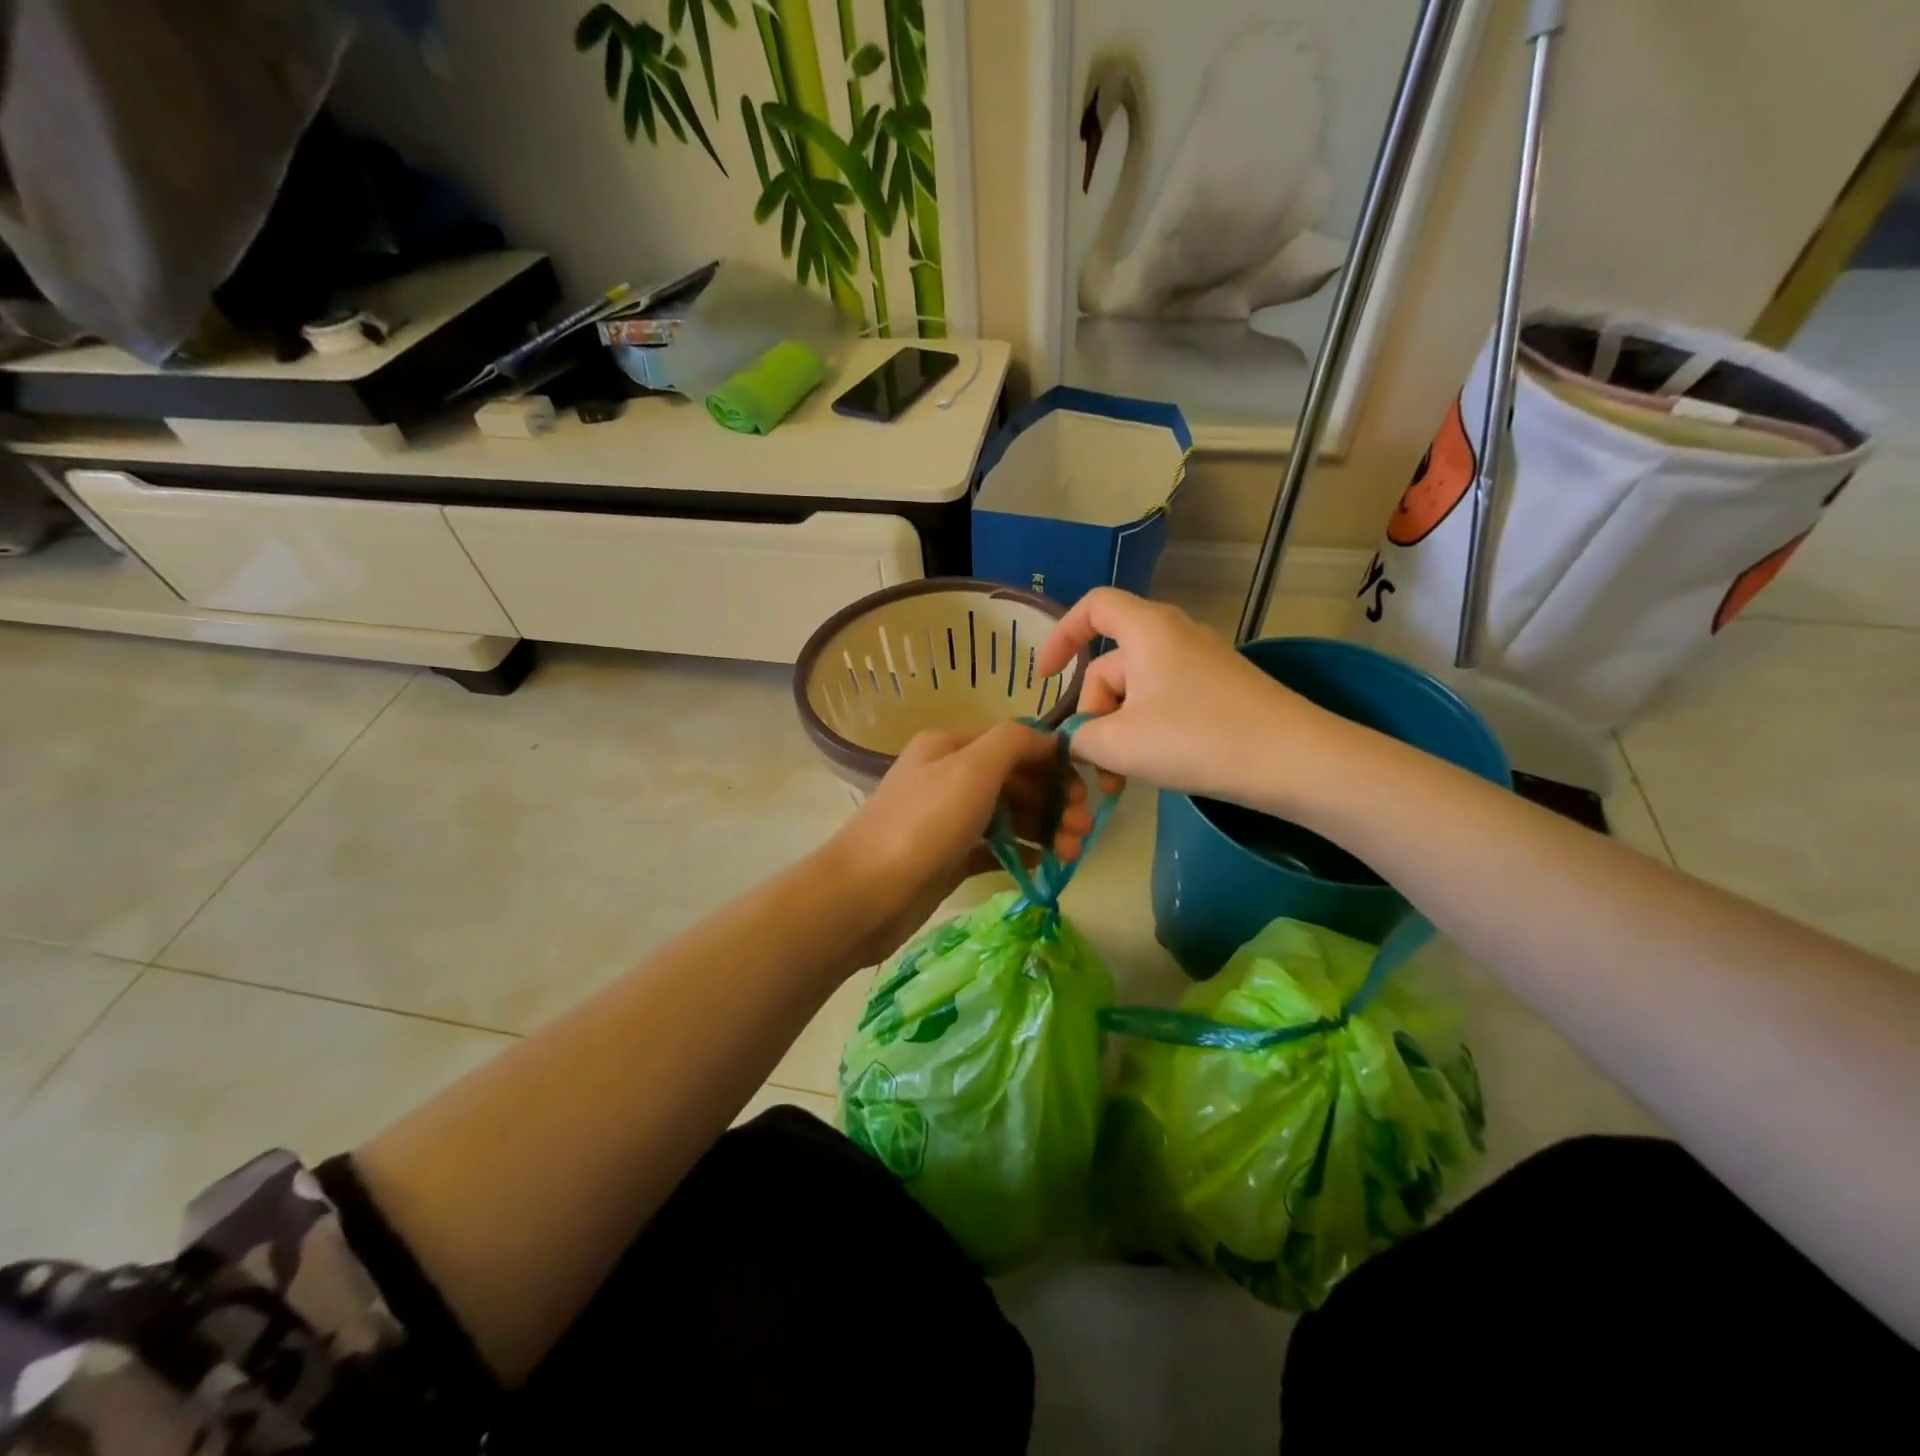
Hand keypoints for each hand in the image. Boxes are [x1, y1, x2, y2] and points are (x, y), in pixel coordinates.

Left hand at [827, 723, 1094, 964]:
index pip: (1014, 742)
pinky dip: (1021, 852)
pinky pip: (995, 847)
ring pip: (1008, 815)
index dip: (1052, 761)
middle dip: (1052, 800)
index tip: (1084, 790)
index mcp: (951, 746)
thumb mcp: (972, 768)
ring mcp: (948, 819)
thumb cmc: (923, 824)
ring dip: (1043, 828)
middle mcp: (949, 776)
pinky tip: (1045, 865)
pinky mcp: (949, 857)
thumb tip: (1048, 738)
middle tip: (1082, 830)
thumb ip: (1013, 742)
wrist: (866, 894)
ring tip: (1071, 854)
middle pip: (1014, 779)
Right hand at [1035, 588, 1341, 806]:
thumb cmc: (1198, 739)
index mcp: (1147, 630)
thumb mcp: (1121, 743)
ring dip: (1119, 732)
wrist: (1296, 762)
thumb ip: (1080, 737)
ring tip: (1122, 780)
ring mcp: (1201, 664)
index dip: (1061, 636)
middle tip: (1094, 765)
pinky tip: (1154, 769)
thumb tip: (1072, 738)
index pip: (1093, 607)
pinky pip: (1165, 702)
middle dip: (1093, 715)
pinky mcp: (1220, 691)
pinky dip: (1147, 732)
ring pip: (1137, 692)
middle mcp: (1174, 635)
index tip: (1043, 679)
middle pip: (1111, 665)